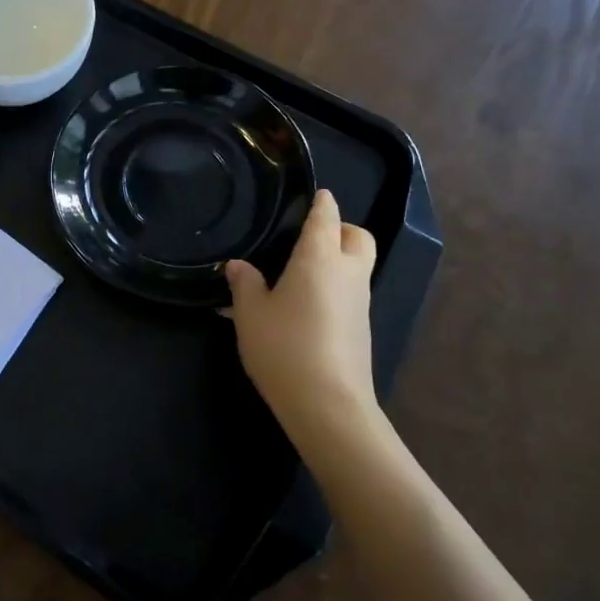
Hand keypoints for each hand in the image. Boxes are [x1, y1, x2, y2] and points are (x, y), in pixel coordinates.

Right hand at [226, 190, 384, 455]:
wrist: (329, 407)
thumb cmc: (285, 347)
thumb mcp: (251, 314)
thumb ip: (244, 284)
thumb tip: (238, 266)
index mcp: (320, 258)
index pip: (327, 217)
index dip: (322, 202)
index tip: (316, 194)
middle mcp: (347, 273)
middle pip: (358, 237)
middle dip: (341, 228)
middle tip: (311, 235)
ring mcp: (359, 303)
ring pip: (357, 266)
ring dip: (338, 260)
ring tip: (299, 272)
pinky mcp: (362, 330)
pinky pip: (351, 293)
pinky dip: (334, 287)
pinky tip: (303, 306)